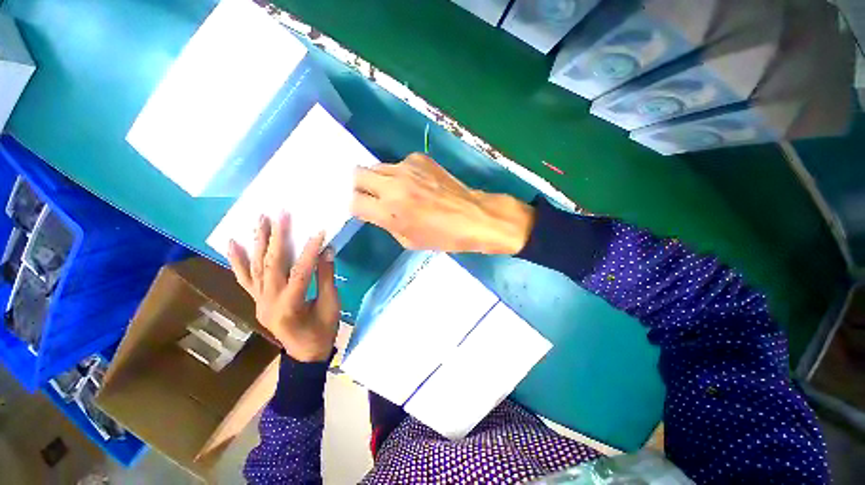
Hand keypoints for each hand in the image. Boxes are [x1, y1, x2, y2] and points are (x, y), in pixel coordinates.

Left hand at [227, 213, 338, 362]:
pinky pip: (244, 279)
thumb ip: (326, 277)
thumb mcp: (331, 305)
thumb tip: (326, 251)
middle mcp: (268, 302)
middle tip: (279, 215)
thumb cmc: (323, 331)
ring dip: (257, 242)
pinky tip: (232, 243)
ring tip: (258, 220)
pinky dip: (237, 260)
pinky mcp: (256, 300)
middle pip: (271, 265)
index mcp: (290, 307)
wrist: (305, 354)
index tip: (318, 232)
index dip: (310, 251)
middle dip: (276, 238)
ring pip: (255, 268)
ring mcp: (258, 301)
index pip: (300, 272)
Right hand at [352, 153, 533, 253]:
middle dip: (361, 186)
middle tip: (373, 196)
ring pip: (378, 167)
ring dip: (381, 179)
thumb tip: (376, 210)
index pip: (354, 202)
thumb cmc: (442, 236)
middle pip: (357, 174)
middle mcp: (393, 185)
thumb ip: (386, 223)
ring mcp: (407, 168)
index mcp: (389, 211)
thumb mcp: (408, 240)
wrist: (473, 216)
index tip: (365, 210)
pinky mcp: (420, 158)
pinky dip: (402, 174)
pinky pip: (400, 164)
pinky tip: (418, 184)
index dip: (357, 207)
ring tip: (398, 190)